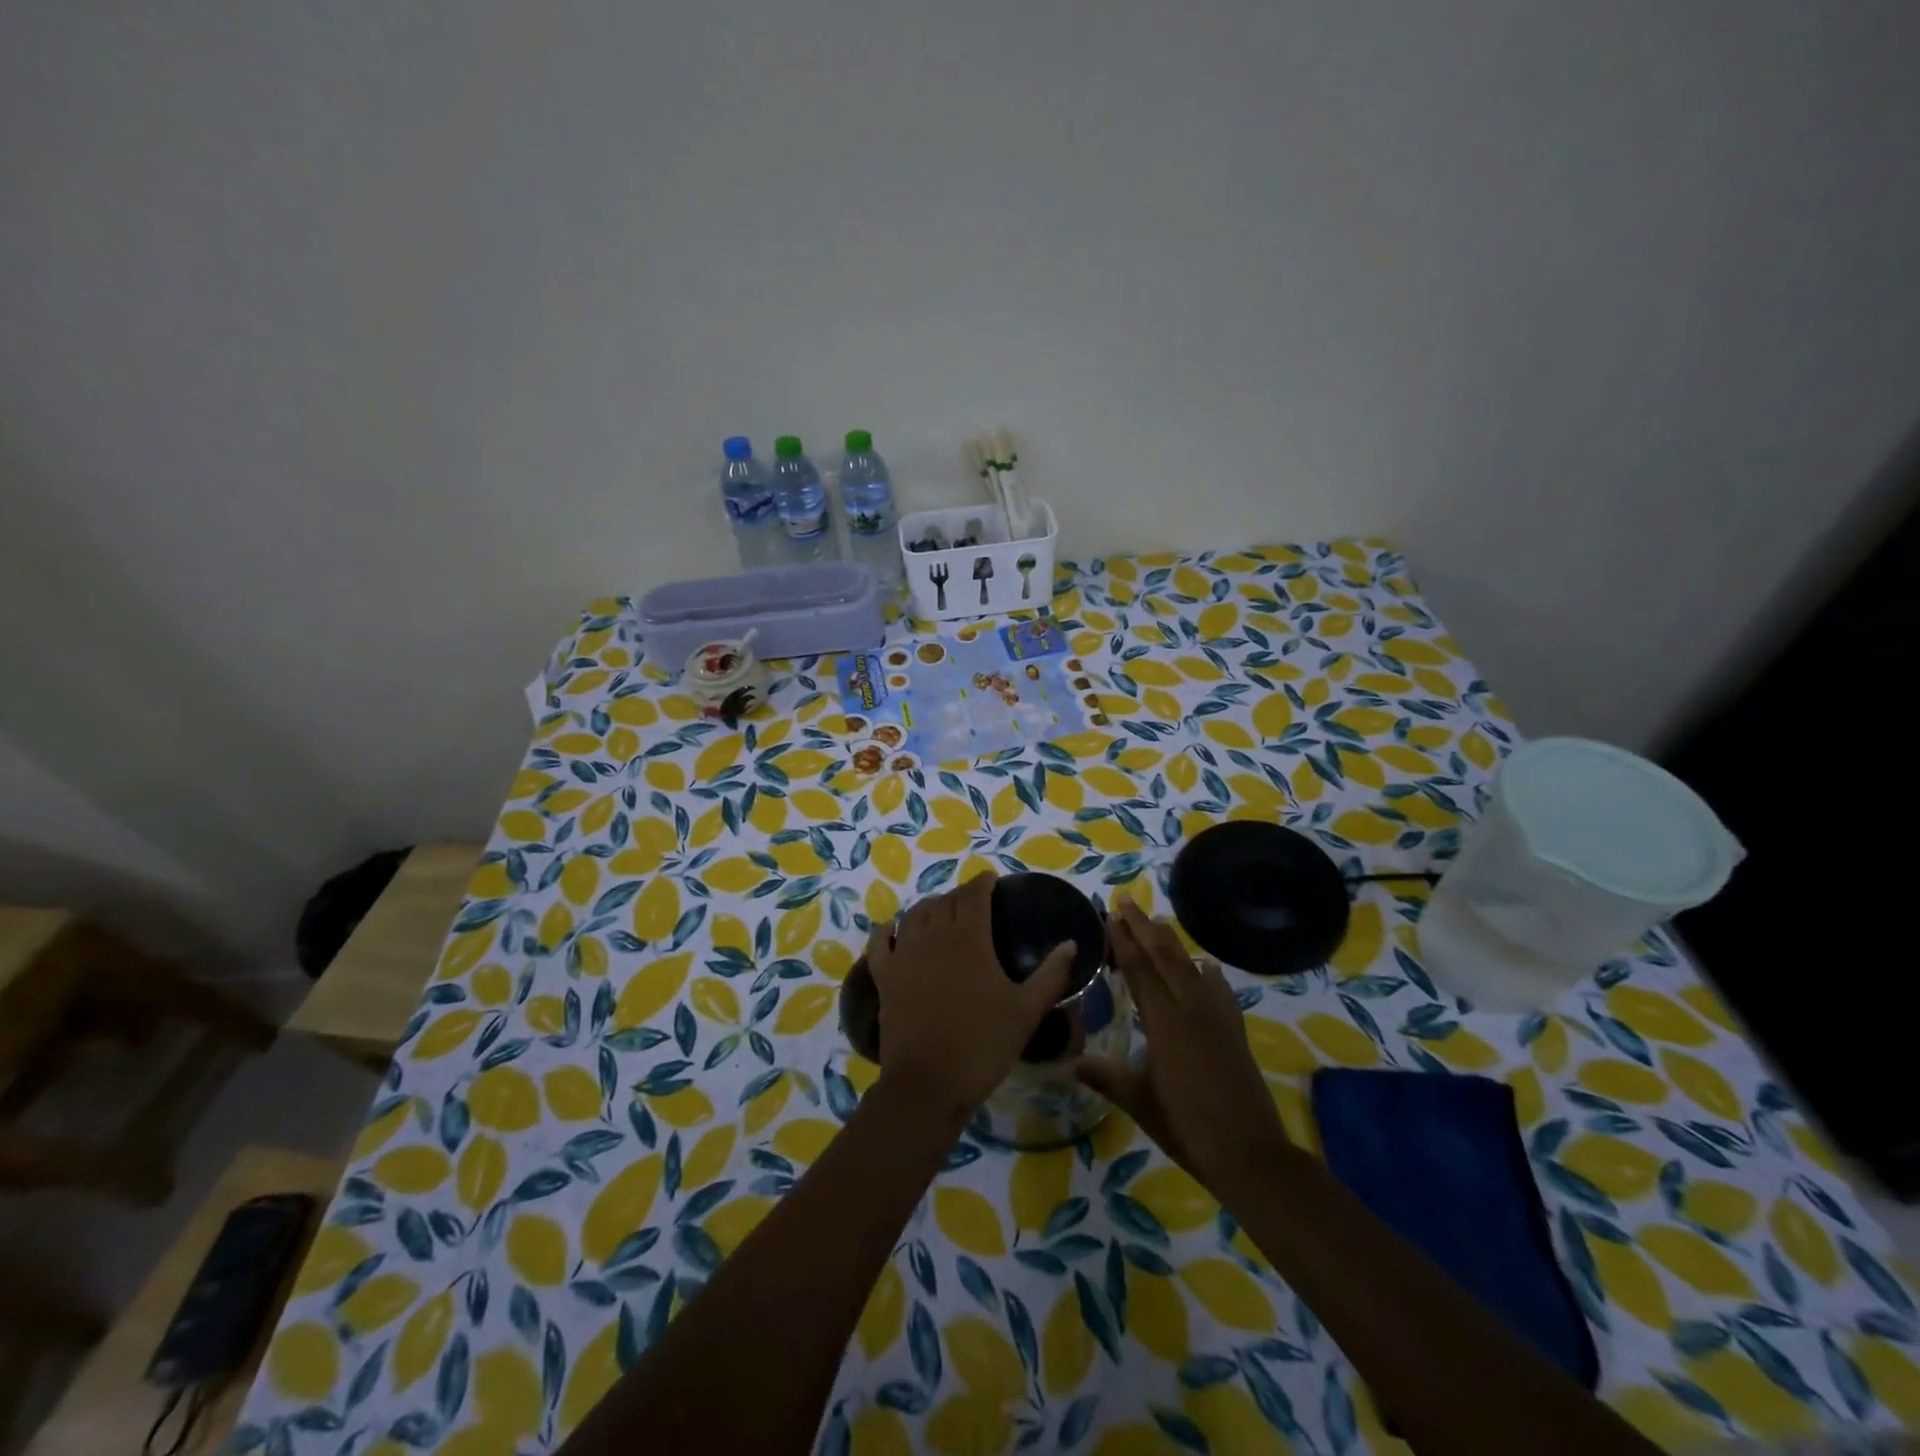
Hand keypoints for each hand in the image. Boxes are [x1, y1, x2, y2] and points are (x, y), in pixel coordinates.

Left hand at [866, 872, 1075, 1125]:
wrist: (928, 1084)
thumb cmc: (983, 1044)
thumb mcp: (1027, 1011)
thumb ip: (1051, 974)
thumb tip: (1071, 944)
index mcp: (969, 937)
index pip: (974, 894)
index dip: (983, 883)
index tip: (993, 881)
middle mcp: (933, 935)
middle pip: (945, 901)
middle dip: (960, 895)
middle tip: (975, 903)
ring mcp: (904, 954)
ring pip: (914, 915)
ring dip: (930, 907)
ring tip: (941, 913)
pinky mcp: (884, 976)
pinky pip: (881, 942)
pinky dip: (888, 931)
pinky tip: (893, 931)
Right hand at [1075, 899, 1288, 1183]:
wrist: (1250, 1154)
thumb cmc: (1187, 1128)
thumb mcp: (1140, 1103)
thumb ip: (1107, 1077)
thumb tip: (1069, 1061)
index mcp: (1164, 1023)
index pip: (1140, 971)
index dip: (1124, 941)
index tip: (1111, 915)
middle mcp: (1191, 1009)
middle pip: (1165, 958)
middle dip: (1144, 927)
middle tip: (1127, 901)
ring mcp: (1217, 1018)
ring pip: (1191, 967)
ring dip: (1172, 943)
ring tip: (1158, 922)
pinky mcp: (1235, 1031)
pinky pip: (1220, 989)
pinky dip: (1209, 973)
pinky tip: (1206, 966)